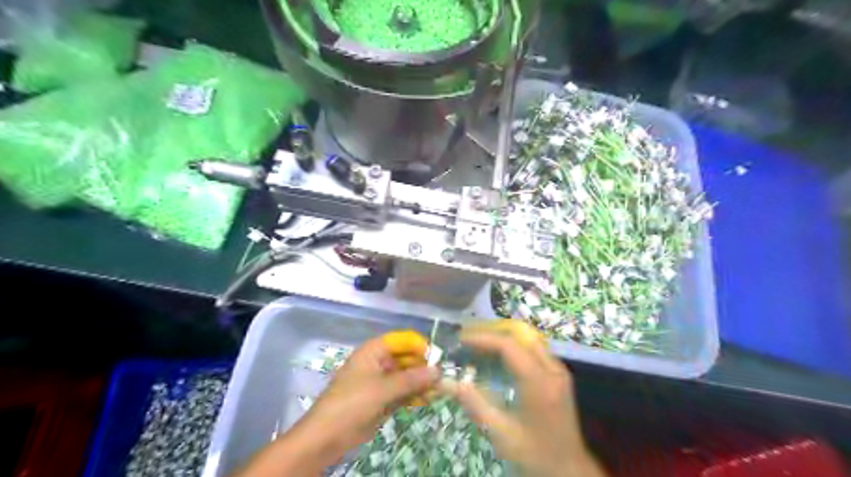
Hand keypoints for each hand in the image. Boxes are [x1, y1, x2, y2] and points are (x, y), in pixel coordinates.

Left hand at [297, 334, 437, 456]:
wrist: (327, 437)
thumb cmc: (352, 403)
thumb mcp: (382, 389)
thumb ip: (411, 379)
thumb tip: (438, 370)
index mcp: (374, 351)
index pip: (403, 340)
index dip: (421, 346)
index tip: (438, 359)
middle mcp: (379, 362)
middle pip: (407, 357)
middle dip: (424, 366)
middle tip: (443, 377)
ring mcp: (381, 381)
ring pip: (407, 375)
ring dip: (422, 381)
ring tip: (439, 389)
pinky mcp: (383, 398)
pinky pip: (403, 391)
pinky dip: (415, 394)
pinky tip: (429, 398)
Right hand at [439, 320, 604, 476]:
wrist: (569, 471)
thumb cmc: (535, 454)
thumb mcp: (501, 434)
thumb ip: (474, 404)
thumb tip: (446, 382)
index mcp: (539, 382)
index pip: (508, 345)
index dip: (482, 338)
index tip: (460, 339)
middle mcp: (552, 369)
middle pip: (519, 337)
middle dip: (491, 335)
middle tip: (467, 340)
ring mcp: (559, 371)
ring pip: (527, 341)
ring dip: (502, 340)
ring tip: (478, 346)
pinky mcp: (559, 377)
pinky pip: (534, 351)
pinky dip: (514, 349)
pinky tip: (498, 360)